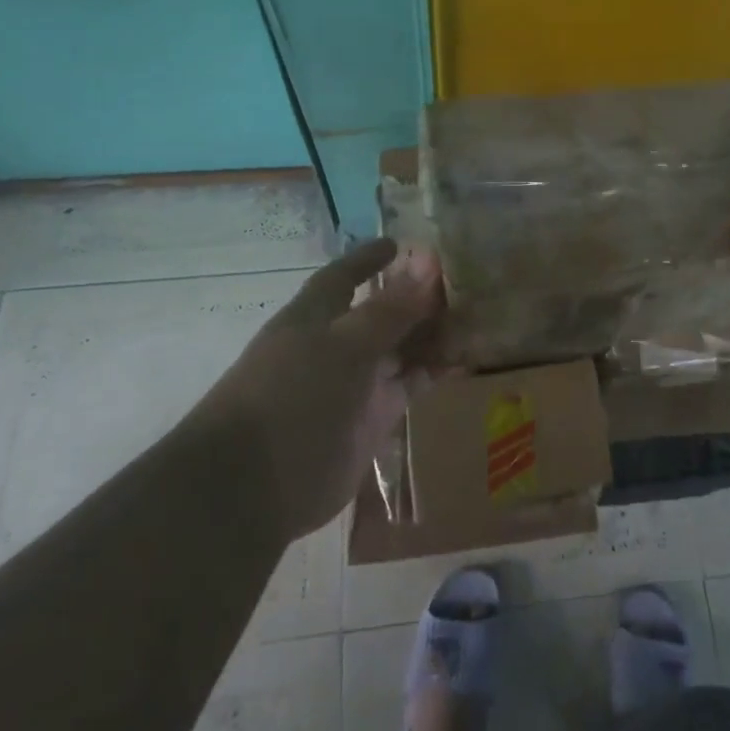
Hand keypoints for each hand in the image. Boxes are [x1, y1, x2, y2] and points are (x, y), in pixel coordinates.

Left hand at [188, 239, 441, 541]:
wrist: (254, 487)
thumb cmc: (291, 397)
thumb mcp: (345, 345)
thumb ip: (390, 309)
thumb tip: (428, 263)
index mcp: (315, 317)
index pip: (343, 277)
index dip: (368, 259)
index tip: (399, 243)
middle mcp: (335, 345)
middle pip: (380, 312)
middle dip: (415, 297)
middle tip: (462, 282)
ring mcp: (355, 383)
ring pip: (400, 349)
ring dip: (432, 334)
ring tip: (474, 317)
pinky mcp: (372, 419)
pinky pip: (409, 385)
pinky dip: (434, 372)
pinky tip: (463, 361)